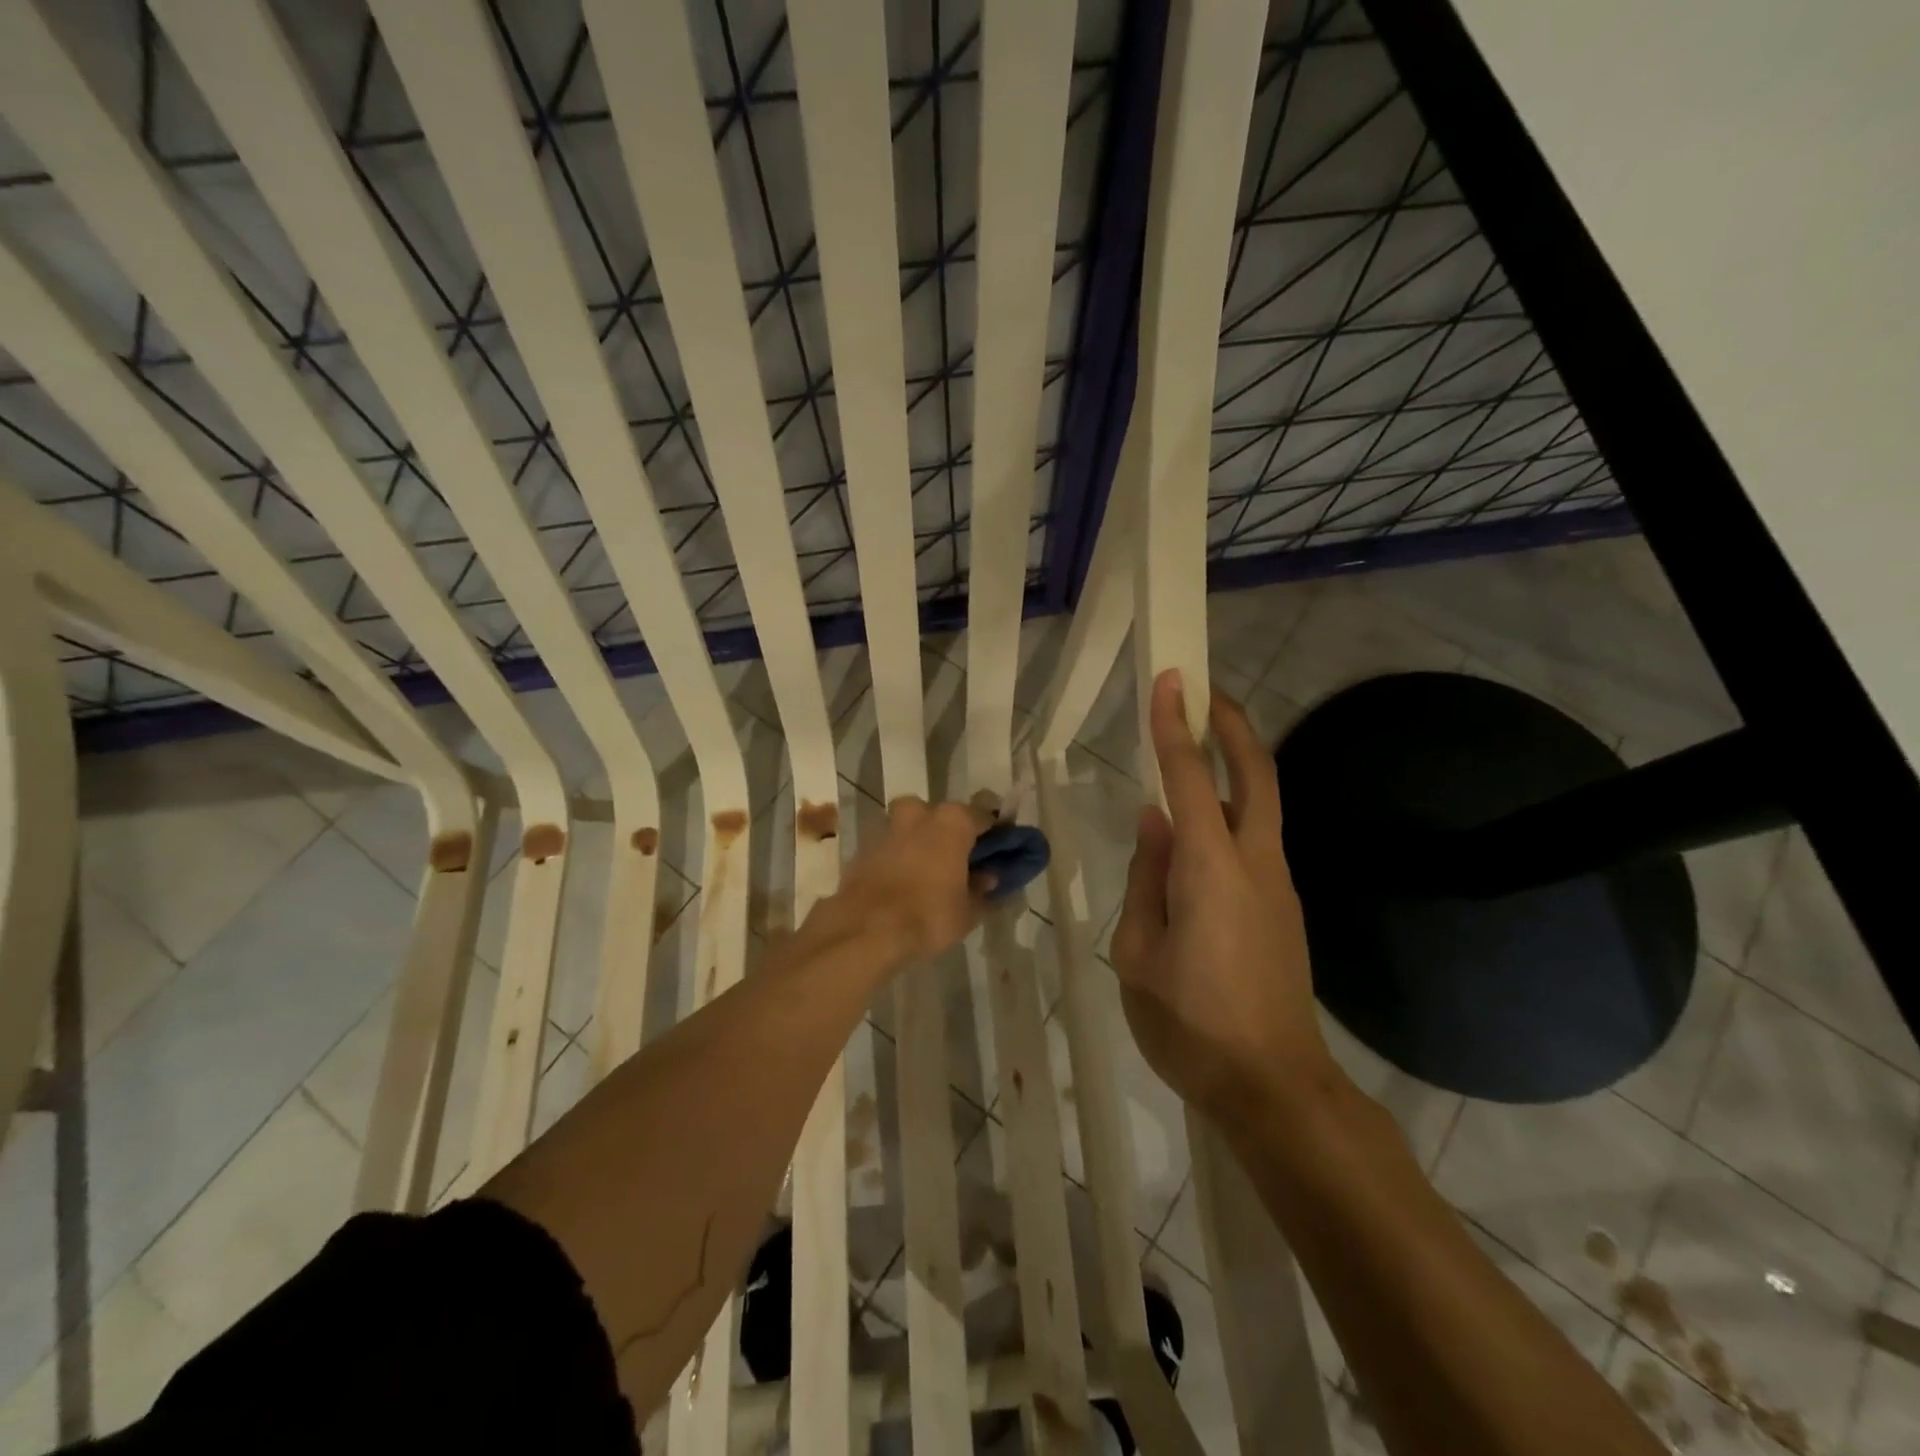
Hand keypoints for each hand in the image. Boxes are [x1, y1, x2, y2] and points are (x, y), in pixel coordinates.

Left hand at [836, 796, 993, 963]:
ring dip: (923, 842)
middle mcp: (920, 813)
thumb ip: (981, 889)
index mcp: (953, 821)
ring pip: (913, 826)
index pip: (984, 815)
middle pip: (943, 816)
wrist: (865, 930)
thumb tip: (987, 877)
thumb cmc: (928, 915)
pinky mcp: (865, 847)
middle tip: (960, 861)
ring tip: (930, 872)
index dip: (994, 832)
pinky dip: (900, 857)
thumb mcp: (968, 911)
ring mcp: (888, 827)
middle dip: (952, 833)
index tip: (1000, 849)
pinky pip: (892, 846)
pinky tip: (905, 882)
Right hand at [1110, 670, 1335, 1116]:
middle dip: (1233, 724)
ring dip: (1234, 764)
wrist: (1273, 1086)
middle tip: (1204, 690)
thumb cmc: (1189, 1024)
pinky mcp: (1283, 907)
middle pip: (1255, 774)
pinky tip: (1198, 828)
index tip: (1170, 679)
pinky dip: (1231, 808)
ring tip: (1194, 745)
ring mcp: (1278, 885)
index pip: (1191, 779)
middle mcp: (1255, 863)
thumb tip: (1154, 820)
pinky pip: (1254, 839)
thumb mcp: (1138, 952)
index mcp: (1210, 870)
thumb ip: (1146, 878)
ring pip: (1260, 804)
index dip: (1176, 726)